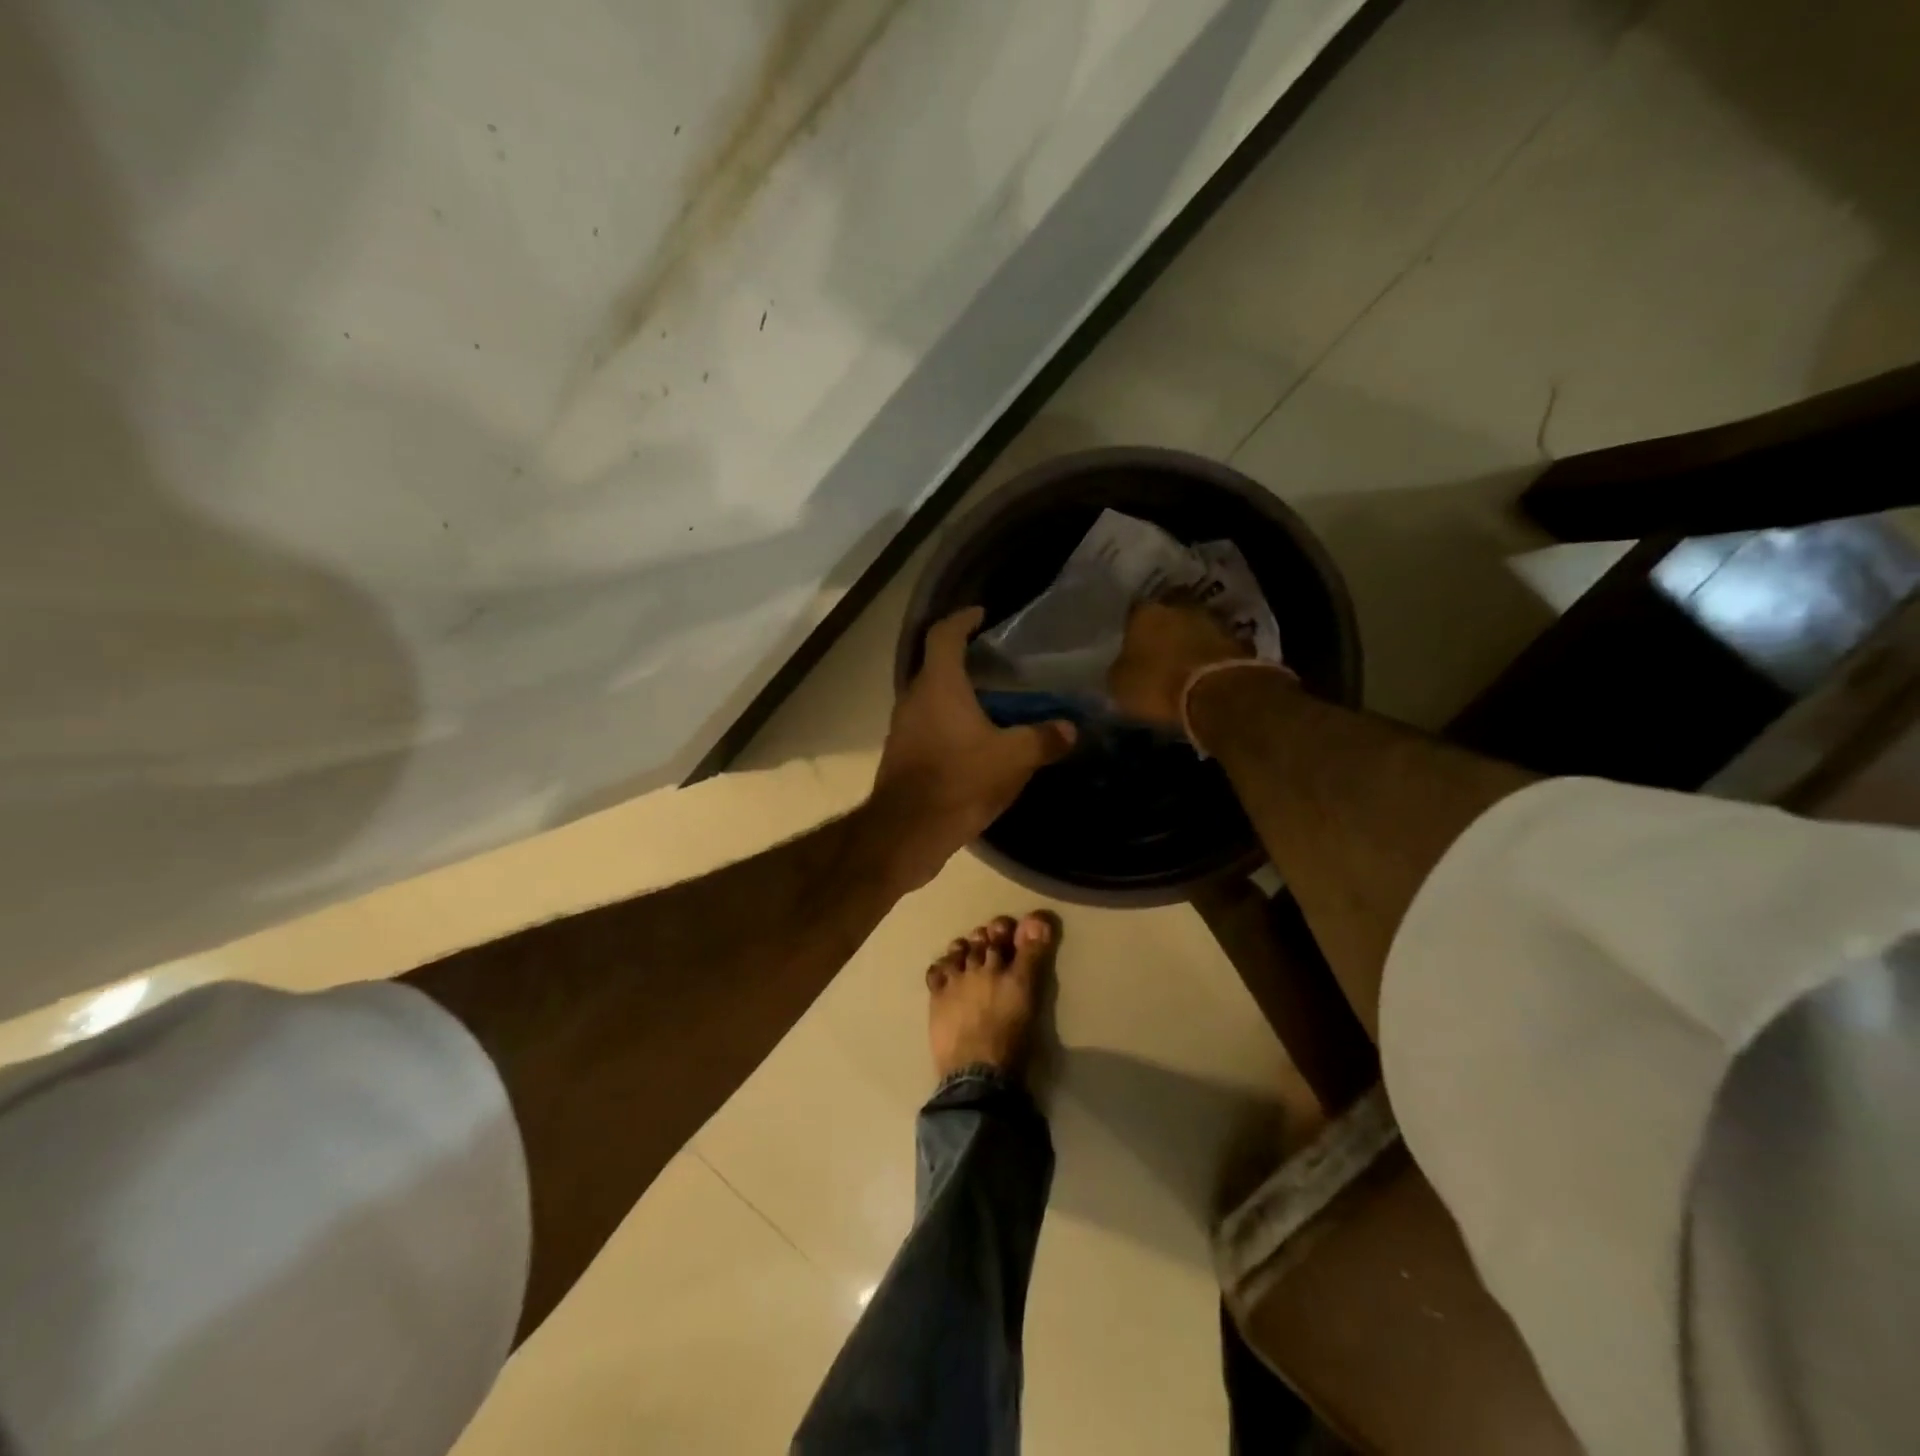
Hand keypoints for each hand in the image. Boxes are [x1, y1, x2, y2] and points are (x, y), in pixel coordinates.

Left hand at [872, 607, 1076, 889]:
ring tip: (994, 705)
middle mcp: (914, 699)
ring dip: (958, 698)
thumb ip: (1043, 739)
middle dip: (966, 661)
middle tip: (1000, 665)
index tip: (982, 615)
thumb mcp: (1012, 759)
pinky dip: (950, 726)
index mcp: (938, 685)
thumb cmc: (958, 781)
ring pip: (932, 700)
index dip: (962, 619)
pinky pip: (928, 728)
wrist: (906, 833)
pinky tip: (976, 745)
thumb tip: (1069, 729)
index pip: (944, 634)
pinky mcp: (902, 756)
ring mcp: (903, 729)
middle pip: (937, 667)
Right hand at [1108, 601, 1252, 727]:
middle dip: (1163, 630)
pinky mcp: (1236, 638)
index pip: (1133, 613)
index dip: (1131, 630)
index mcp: (1144, 611)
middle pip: (1167, 614)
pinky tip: (1201, 670)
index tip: (1131, 645)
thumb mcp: (1119, 684)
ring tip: (1181, 662)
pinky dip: (1207, 654)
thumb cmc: (1157, 684)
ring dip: (1188, 640)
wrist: (1216, 694)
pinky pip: (1213, 645)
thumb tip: (1122, 665)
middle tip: (1157, 650)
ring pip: (1193, 626)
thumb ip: (1119, 668)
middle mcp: (1178, 606)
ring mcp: (1211, 619)